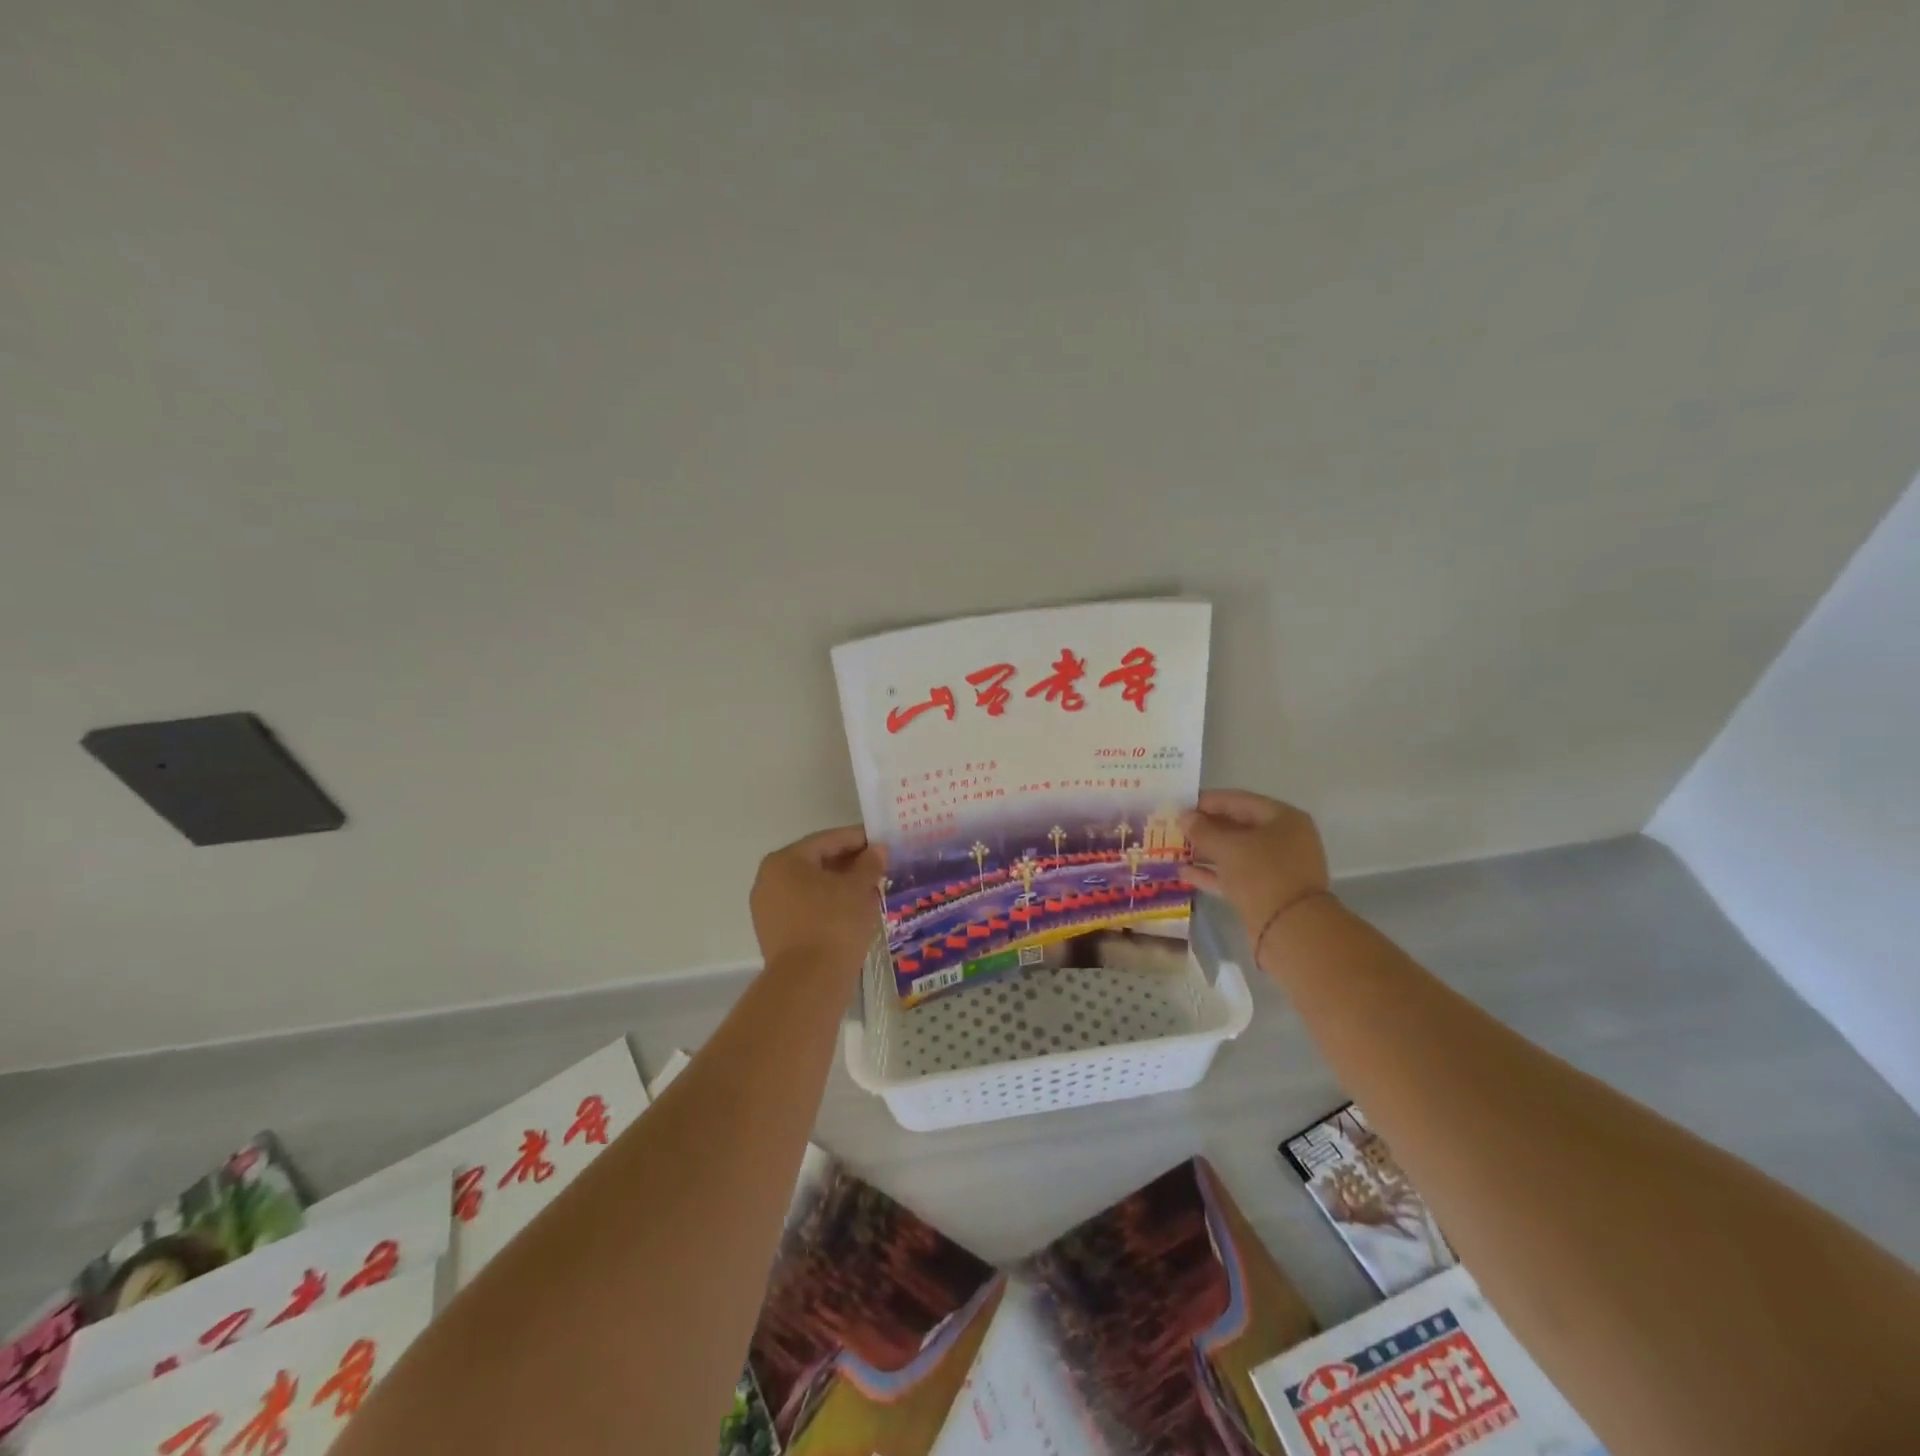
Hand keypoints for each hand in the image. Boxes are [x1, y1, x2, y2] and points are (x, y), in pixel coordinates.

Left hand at [751, 825, 888, 974]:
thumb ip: (869, 864)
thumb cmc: (834, 923)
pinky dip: (828, 905)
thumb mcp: (858, 889)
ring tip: (870, 889)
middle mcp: (769, 880)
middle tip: (879, 866)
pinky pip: (806, 909)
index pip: (827, 840)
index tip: (882, 841)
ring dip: (840, 885)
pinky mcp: (775, 934)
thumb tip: (878, 850)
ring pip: (811, 887)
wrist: (809, 983)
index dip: (858, 839)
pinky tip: (853, 911)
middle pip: (816, 862)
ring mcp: (768, 909)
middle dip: (849, 863)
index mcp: (785, 860)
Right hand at [1180, 790, 1330, 951]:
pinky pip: (1236, 875)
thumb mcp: (1227, 847)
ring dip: (1206, 851)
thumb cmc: (1262, 874)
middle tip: (1176, 827)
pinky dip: (1213, 873)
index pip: (1239, 800)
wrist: (1290, 930)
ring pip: (1236, 852)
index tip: (1180, 804)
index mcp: (1283, 818)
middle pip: (1238, 826)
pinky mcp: (1267, 892)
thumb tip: (1184, 817)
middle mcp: (1284, 839)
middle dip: (1206, 827)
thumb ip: (1203, 830)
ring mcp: (1277, 867)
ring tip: (1176, 849)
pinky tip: (1185, 872)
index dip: (1208, 801)